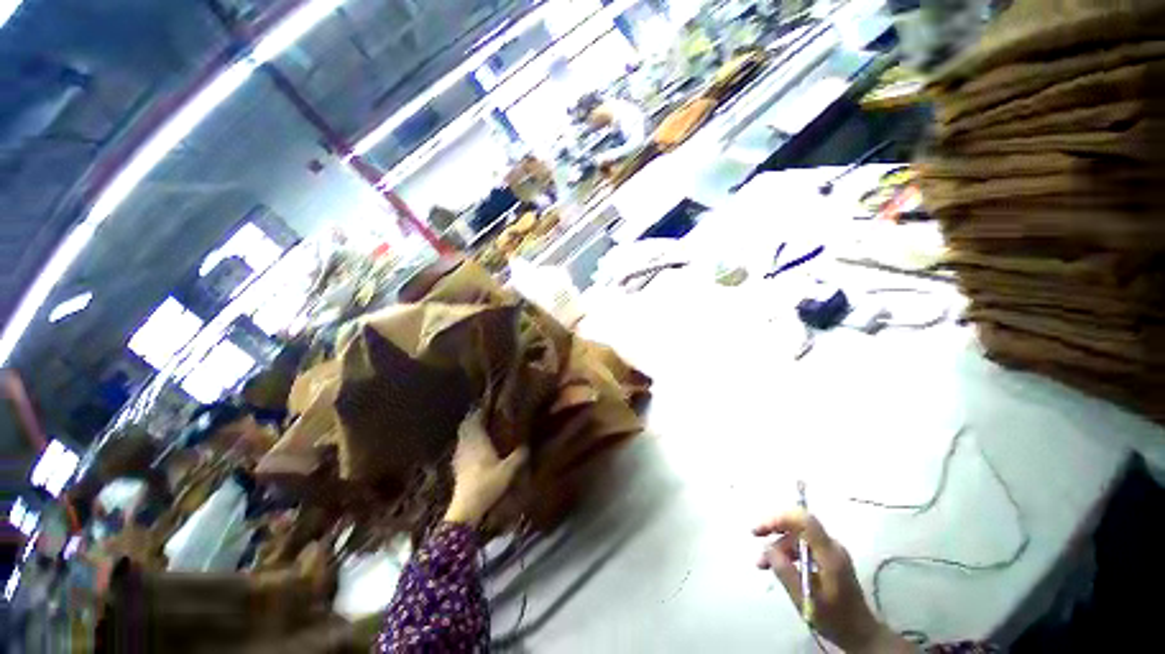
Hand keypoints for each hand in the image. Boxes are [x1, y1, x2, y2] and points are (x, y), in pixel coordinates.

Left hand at [444, 411, 527, 525]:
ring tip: (482, 429)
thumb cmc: (488, 484)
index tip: (488, 404)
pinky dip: (467, 443)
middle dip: (474, 418)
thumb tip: (527, 445)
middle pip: (466, 426)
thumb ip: (520, 456)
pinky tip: (475, 448)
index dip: (480, 410)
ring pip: (462, 436)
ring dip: (470, 430)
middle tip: (485, 414)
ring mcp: (459, 456)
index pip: (475, 419)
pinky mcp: (457, 467)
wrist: (466, 508)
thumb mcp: (509, 470)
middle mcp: (466, 444)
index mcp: (477, 440)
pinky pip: (461, 447)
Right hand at [754, 511, 911, 653]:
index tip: (760, 530)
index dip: (779, 519)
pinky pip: (804, 545)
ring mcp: (831, 552)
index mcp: (829, 554)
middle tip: (755, 537)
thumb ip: (785, 571)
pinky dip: (788, 551)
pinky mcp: (829, 558)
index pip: (804, 521)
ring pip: (798, 536)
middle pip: (799, 525)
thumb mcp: (806, 599)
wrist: (861, 634)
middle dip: (774, 529)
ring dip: (778, 544)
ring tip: (762, 563)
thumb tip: (767, 548)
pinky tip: (778, 565)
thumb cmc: (834, 619)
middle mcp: (832, 547)